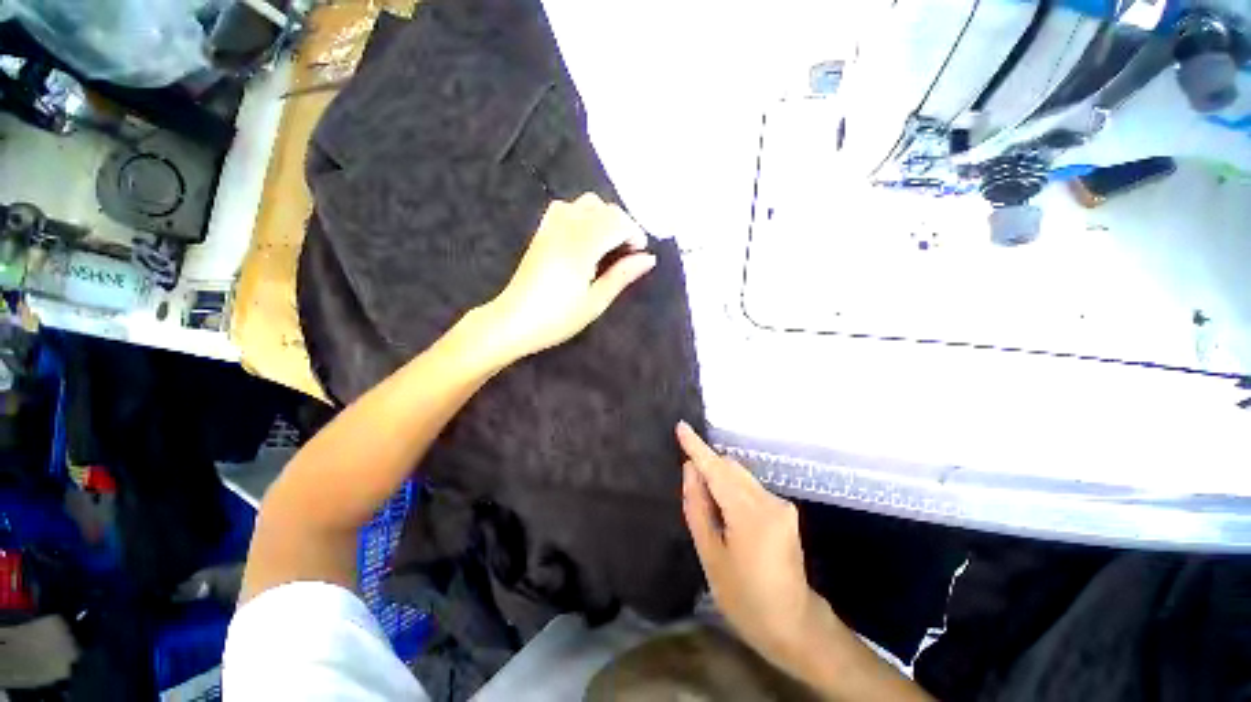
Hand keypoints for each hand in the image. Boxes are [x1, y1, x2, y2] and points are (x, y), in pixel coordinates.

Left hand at [481, 193, 654, 360]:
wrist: (513, 321)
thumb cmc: (557, 318)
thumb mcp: (595, 302)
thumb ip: (622, 275)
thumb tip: (649, 258)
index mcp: (582, 247)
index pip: (617, 222)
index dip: (635, 233)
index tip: (640, 253)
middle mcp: (566, 228)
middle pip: (604, 208)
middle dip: (623, 225)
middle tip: (627, 252)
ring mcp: (551, 227)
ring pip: (586, 203)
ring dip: (604, 217)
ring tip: (607, 244)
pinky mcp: (541, 232)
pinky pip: (566, 207)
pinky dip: (583, 215)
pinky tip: (584, 237)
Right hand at [677, 422, 840, 673]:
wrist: (794, 626)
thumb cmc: (745, 598)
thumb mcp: (711, 556)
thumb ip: (697, 507)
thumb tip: (690, 470)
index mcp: (751, 514)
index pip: (718, 469)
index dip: (697, 447)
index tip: (681, 427)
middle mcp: (770, 501)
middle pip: (731, 468)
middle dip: (708, 467)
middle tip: (691, 489)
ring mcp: (781, 505)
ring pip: (741, 476)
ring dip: (720, 480)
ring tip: (709, 510)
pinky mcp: (785, 510)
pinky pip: (750, 488)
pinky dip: (732, 490)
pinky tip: (726, 515)